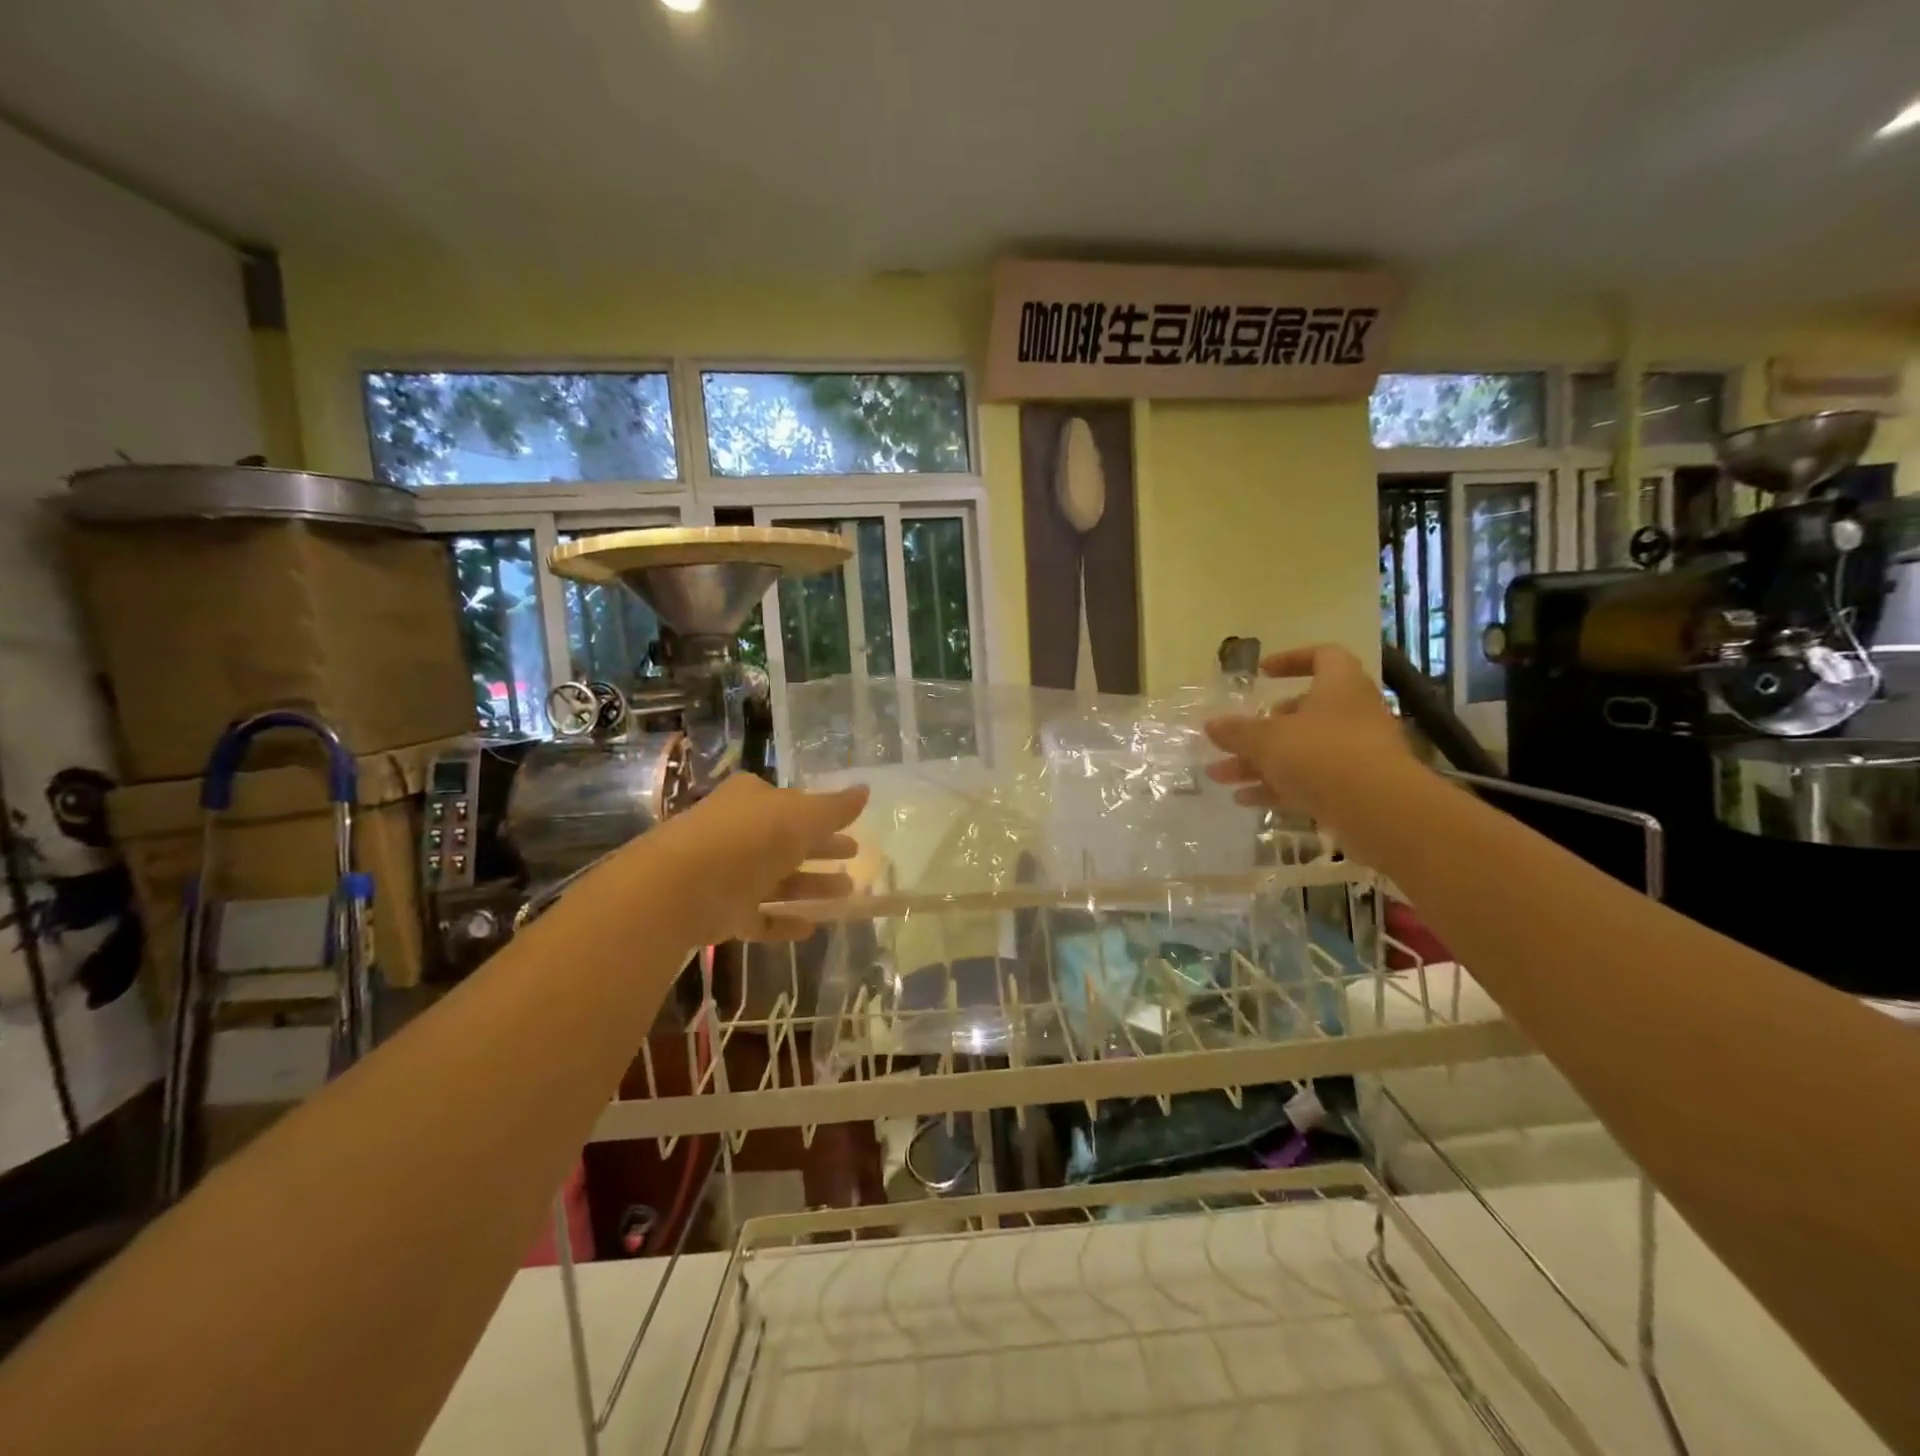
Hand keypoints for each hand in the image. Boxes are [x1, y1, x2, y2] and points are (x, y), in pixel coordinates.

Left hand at [637, 775, 868, 943]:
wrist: (682, 886)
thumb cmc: (749, 838)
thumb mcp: (802, 816)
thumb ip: (835, 808)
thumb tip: (865, 790)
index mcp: (752, 799)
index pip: (791, 803)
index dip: (821, 815)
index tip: (849, 828)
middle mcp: (738, 832)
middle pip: (787, 841)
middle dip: (821, 849)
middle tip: (854, 856)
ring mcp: (728, 873)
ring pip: (776, 879)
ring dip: (810, 886)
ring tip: (846, 893)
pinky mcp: (721, 911)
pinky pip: (759, 917)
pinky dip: (783, 922)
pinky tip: (811, 928)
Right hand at [1203, 644, 1412, 819]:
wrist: (1380, 812)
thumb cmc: (1322, 755)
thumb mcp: (1267, 739)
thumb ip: (1236, 732)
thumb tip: (1210, 724)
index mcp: (1340, 686)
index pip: (1322, 656)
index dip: (1291, 660)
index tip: (1261, 674)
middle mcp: (1351, 714)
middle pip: (1302, 712)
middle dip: (1259, 728)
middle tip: (1231, 739)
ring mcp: (1355, 754)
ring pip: (1299, 751)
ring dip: (1258, 762)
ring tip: (1219, 775)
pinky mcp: (1353, 789)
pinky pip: (1308, 781)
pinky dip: (1276, 787)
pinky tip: (1243, 799)